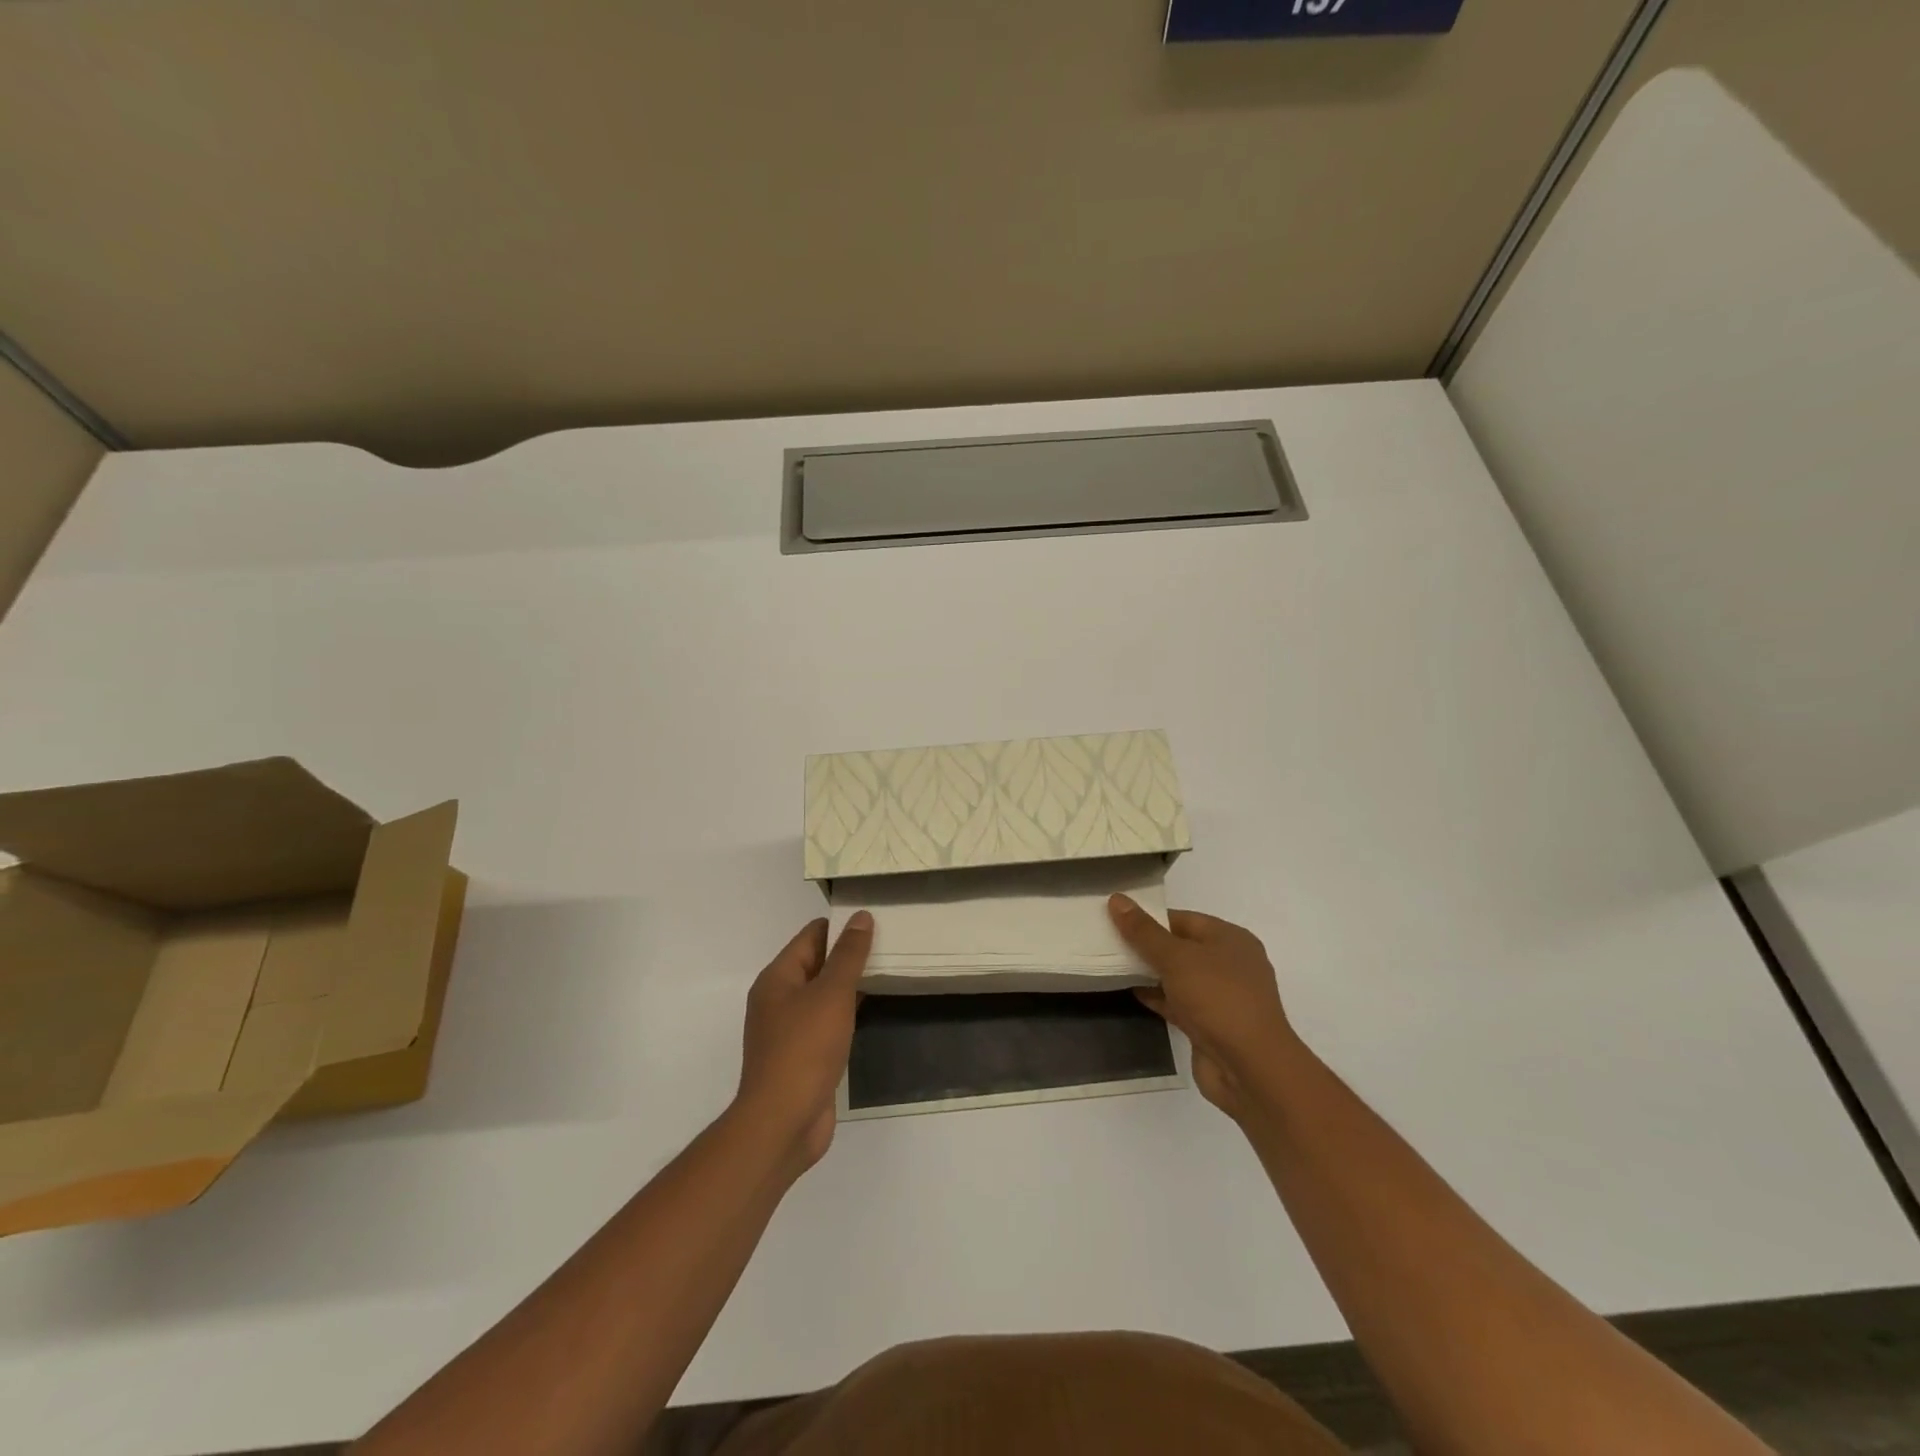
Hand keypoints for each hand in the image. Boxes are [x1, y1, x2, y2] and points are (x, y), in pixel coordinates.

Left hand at [737, 912, 872, 1173]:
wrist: (783, 1122)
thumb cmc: (805, 1049)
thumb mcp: (831, 994)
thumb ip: (848, 955)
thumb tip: (861, 917)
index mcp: (777, 978)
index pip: (811, 936)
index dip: (841, 926)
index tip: (877, 921)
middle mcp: (778, 1000)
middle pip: (817, 963)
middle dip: (849, 955)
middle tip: (890, 944)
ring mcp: (789, 1030)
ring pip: (824, 995)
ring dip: (850, 984)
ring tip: (888, 971)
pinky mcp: (803, 1056)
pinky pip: (827, 1022)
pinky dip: (847, 1012)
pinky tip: (871, 1010)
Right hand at [1109, 896, 1298, 1120]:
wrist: (1250, 1068)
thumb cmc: (1217, 998)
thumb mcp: (1176, 957)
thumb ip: (1144, 931)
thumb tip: (1117, 899)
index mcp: (1230, 939)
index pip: (1183, 919)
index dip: (1150, 918)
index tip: (1116, 918)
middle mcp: (1230, 964)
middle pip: (1181, 946)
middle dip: (1148, 945)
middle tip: (1109, 941)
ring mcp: (1221, 997)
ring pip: (1179, 976)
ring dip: (1150, 972)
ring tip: (1113, 965)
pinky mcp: (1211, 1025)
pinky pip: (1178, 1002)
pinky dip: (1157, 997)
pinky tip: (1130, 992)